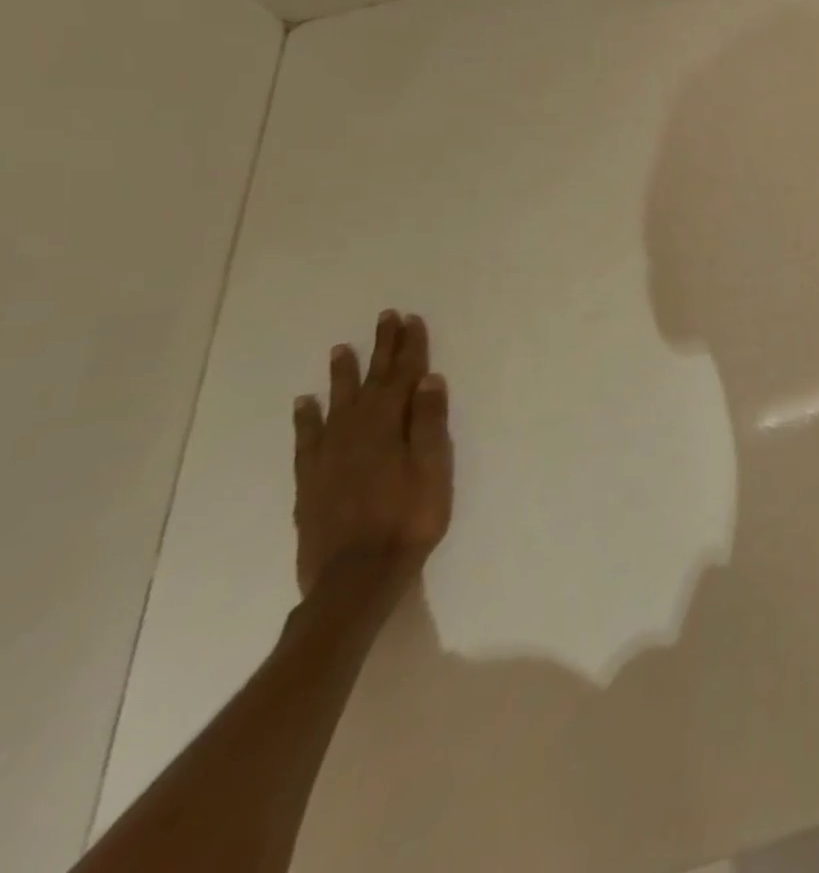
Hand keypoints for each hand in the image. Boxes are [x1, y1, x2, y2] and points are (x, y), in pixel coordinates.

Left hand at [292, 310, 453, 597]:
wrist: (356, 578)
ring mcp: (329, 457)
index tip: (410, 319)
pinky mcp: (311, 481)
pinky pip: (307, 439)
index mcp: (389, 428)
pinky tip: (305, 403)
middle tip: (384, 318)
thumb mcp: (434, 469)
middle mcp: (355, 434)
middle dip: (380, 350)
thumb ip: (429, 424)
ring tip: (341, 350)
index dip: (408, 348)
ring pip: (337, 405)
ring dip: (343, 376)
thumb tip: (428, 379)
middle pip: (371, 384)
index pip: (402, 377)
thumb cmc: (410, 519)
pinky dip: (306, 417)